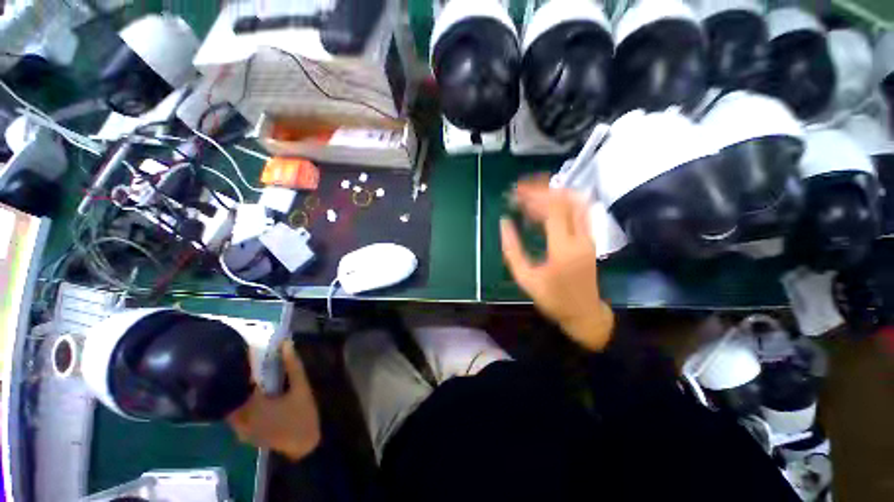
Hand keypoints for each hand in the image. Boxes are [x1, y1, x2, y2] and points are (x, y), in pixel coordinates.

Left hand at [227, 341, 320, 460]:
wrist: (304, 444)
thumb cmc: (302, 414)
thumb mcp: (301, 387)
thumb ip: (293, 365)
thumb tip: (285, 343)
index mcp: (252, 405)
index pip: (238, 381)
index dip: (240, 365)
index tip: (243, 351)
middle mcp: (241, 417)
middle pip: (232, 393)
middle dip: (237, 378)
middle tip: (247, 363)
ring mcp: (241, 428)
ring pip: (233, 404)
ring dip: (239, 391)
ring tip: (250, 377)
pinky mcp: (245, 434)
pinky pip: (237, 414)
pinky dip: (242, 403)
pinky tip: (255, 396)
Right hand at [500, 175, 613, 350]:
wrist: (584, 313)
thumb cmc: (552, 298)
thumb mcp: (525, 278)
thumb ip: (512, 249)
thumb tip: (504, 222)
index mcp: (563, 248)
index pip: (553, 209)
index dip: (533, 196)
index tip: (515, 193)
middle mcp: (580, 237)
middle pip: (566, 199)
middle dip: (542, 189)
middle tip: (521, 189)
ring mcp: (589, 236)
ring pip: (576, 202)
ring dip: (553, 192)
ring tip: (531, 194)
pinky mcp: (590, 238)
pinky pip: (577, 211)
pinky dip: (560, 203)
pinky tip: (543, 208)